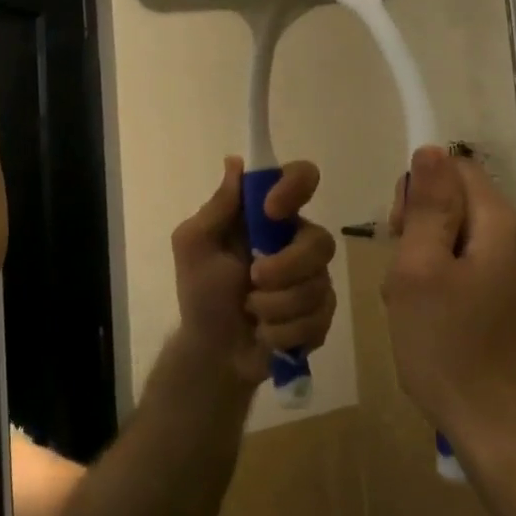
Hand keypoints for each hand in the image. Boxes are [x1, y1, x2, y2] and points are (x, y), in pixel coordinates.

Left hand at [170, 157, 336, 387]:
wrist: (213, 352)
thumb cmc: (201, 293)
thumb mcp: (194, 245)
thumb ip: (217, 207)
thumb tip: (235, 162)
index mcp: (268, 218)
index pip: (301, 178)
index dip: (295, 187)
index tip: (271, 210)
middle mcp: (296, 241)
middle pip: (320, 240)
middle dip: (285, 268)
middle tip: (253, 280)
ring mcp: (313, 278)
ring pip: (318, 284)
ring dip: (276, 306)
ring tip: (252, 312)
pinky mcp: (321, 314)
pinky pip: (319, 317)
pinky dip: (284, 330)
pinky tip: (266, 333)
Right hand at [385, 146, 515, 456]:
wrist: (506, 434)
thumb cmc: (452, 348)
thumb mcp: (421, 270)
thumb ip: (426, 206)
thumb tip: (430, 149)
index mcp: (498, 224)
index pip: (453, 169)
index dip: (416, 191)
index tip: (398, 234)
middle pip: (454, 206)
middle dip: (416, 232)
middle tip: (403, 279)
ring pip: (454, 245)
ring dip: (423, 267)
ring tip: (412, 311)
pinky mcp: (512, 308)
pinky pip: (466, 277)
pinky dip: (440, 292)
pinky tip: (429, 328)